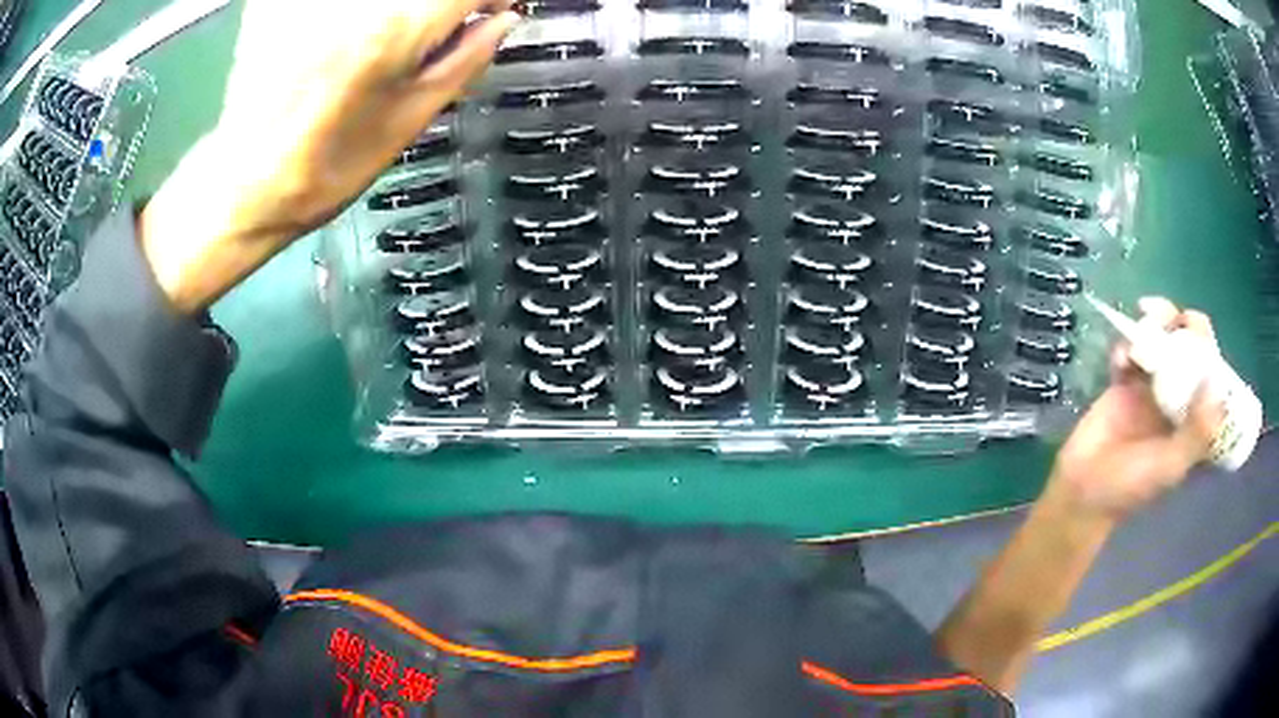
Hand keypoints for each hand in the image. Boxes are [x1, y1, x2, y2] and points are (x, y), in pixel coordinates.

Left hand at [141, 0, 519, 312]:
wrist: (243, 185)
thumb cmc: (325, 170)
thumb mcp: (408, 121)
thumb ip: (464, 59)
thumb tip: (501, 18)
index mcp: (393, 30)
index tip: (491, 8)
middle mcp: (351, 1)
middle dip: (436, 9)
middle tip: (434, 32)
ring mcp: (310, 0)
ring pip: (379, 1)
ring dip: (393, 16)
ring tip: (382, 45)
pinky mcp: (279, 2)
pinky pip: (332, 3)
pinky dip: (346, 17)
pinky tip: (341, 37)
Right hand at [1048, 298, 1224, 520]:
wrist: (1081, 491)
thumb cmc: (1130, 488)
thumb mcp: (1170, 467)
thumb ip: (1195, 432)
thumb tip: (1215, 383)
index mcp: (1194, 423)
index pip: (1212, 378)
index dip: (1211, 351)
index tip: (1201, 336)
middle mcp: (1178, 401)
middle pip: (1190, 351)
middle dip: (1186, 326)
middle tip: (1176, 319)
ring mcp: (1151, 389)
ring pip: (1163, 342)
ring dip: (1158, 323)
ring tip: (1146, 316)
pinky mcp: (1125, 382)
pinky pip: (1131, 351)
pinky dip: (1126, 344)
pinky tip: (1120, 358)